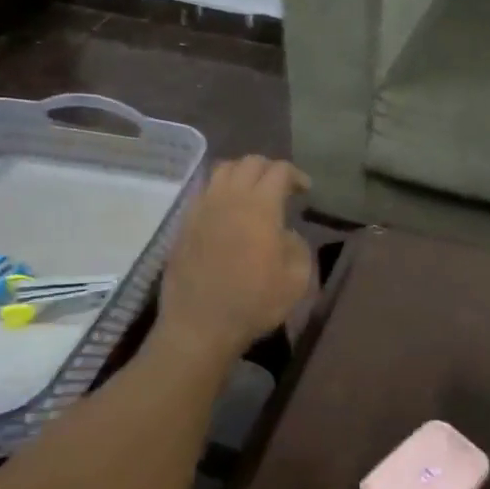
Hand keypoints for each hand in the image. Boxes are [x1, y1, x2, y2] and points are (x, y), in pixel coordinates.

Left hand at [156, 157, 312, 361]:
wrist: (200, 325)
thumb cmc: (254, 303)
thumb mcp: (296, 279)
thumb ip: (298, 246)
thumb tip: (286, 233)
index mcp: (260, 207)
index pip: (279, 170)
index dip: (296, 175)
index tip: (305, 191)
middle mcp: (229, 198)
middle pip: (249, 163)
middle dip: (270, 169)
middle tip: (281, 188)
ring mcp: (202, 208)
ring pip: (222, 171)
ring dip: (242, 174)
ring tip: (252, 193)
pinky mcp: (184, 223)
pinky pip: (204, 191)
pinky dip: (220, 190)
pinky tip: (227, 211)